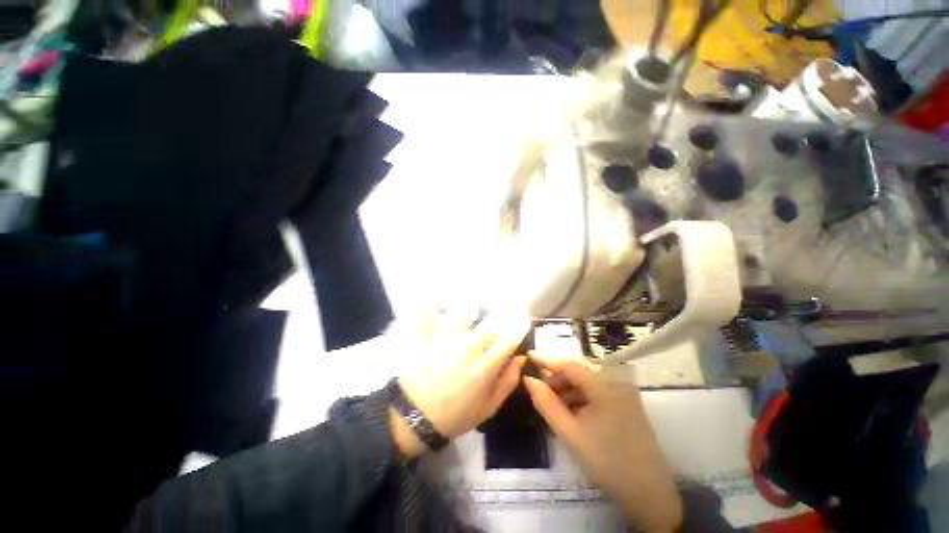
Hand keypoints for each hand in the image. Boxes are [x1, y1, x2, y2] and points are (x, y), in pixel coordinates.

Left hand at [393, 309, 530, 458]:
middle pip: (491, 322)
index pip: (509, 337)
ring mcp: (445, 339)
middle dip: (499, 321)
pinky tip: (444, 306)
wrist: (413, 419)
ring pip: (465, 312)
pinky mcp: (426, 337)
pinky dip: (435, 305)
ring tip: (473, 316)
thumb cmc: (454, 416)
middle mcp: (468, 347)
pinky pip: (427, 312)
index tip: (521, 323)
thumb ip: (508, 382)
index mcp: (485, 366)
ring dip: (472, 312)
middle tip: (497, 325)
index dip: (519, 327)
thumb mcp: (488, 408)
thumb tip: (520, 358)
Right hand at [523, 353, 682, 531]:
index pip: (570, 365)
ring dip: (568, 389)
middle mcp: (616, 382)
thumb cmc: (606, 463)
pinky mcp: (626, 403)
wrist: (649, 495)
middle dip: (557, 379)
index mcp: (605, 387)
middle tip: (540, 392)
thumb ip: (546, 403)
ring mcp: (624, 392)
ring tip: (554, 406)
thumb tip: (528, 379)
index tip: (528, 356)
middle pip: (579, 371)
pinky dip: (581, 397)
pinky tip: (572, 412)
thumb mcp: (569, 433)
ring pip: (587, 381)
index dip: (547, 360)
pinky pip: (597, 391)